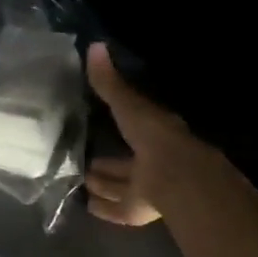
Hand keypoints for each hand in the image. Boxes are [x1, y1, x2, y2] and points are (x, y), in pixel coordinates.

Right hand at [84, 42, 207, 226]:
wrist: (175, 176)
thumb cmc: (153, 135)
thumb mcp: (127, 104)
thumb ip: (109, 82)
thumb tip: (94, 45)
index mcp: (153, 133)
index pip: (133, 126)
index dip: (119, 124)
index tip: (98, 123)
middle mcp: (151, 161)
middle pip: (125, 163)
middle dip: (108, 163)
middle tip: (84, 162)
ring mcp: (147, 188)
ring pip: (121, 185)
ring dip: (104, 184)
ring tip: (81, 181)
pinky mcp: (140, 211)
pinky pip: (118, 209)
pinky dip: (104, 208)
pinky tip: (88, 206)